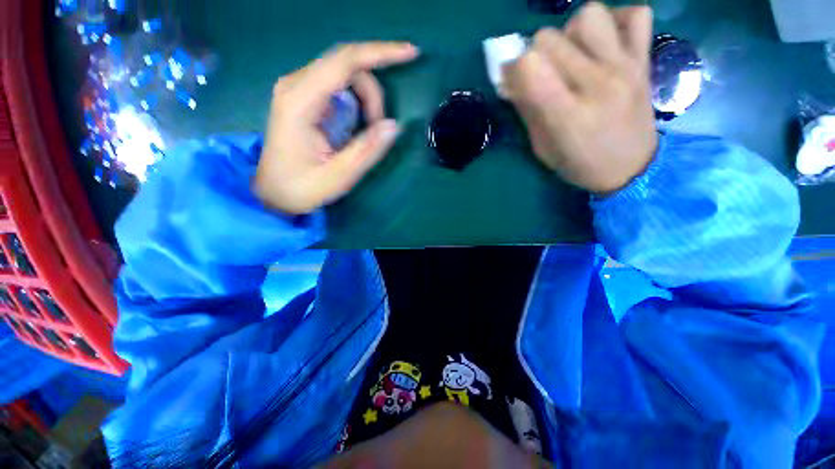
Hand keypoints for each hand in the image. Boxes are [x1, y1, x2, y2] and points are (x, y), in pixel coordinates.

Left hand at [255, 42, 419, 214]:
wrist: (273, 191)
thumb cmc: (302, 187)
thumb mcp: (339, 176)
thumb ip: (367, 150)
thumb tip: (394, 125)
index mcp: (300, 101)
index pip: (345, 61)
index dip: (381, 53)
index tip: (411, 53)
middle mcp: (296, 84)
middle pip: (347, 64)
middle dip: (374, 93)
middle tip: (379, 128)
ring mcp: (298, 88)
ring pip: (345, 73)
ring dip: (367, 99)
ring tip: (368, 131)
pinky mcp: (304, 96)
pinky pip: (339, 84)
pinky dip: (358, 101)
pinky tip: (358, 124)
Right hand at [503, 3, 657, 194]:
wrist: (633, 169)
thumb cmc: (579, 165)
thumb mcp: (542, 148)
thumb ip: (527, 111)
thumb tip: (509, 80)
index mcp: (567, 114)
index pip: (529, 65)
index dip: (513, 68)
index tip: (513, 80)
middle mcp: (597, 83)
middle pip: (549, 37)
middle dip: (535, 54)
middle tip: (542, 74)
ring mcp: (625, 66)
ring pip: (588, 15)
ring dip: (571, 32)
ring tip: (573, 55)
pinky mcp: (644, 59)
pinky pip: (635, 14)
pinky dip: (616, 21)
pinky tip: (605, 43)